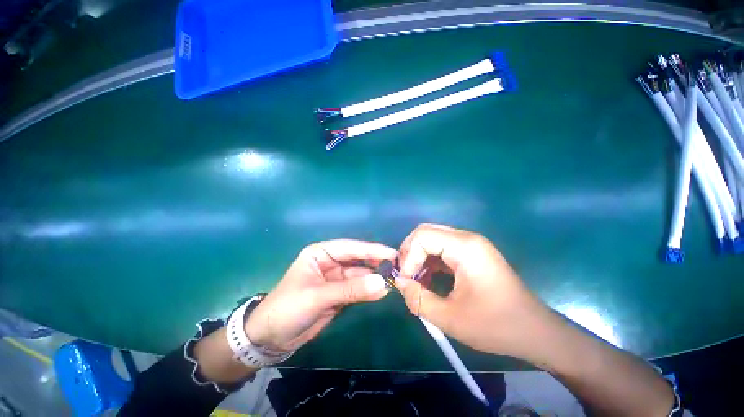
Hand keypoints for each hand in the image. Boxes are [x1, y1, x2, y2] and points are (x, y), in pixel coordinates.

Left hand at [245, 240, 395, 351]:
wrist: (271, 338)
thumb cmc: (288, 309)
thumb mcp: (318, 297)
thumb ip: (351, 290)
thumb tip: (383, 283)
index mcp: (321, 253)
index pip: (350, 248)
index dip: (371, 250)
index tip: (392, 253)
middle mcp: (330, 262)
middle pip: (358, 259)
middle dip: (376, 262)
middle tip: (398, 266)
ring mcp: (336, 278)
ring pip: (360, 275)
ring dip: (375, 278)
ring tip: (394, 279)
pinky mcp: (340, 293)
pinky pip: (358, 288)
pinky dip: (370, 290)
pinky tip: (383, 290)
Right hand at [395, 223, 545, 356]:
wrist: (536, 332)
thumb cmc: (496, 326)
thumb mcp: (450, 318)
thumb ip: (417, 299)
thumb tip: (399, 282)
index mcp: (465, 247)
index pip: (422, 236)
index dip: (408, 256)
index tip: (406, 281)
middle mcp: (467, 238)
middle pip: (426, 232)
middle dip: (410, 252)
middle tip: (406, 276)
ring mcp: (471, 244)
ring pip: (433, 239)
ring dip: (419, 257)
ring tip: (417, 281)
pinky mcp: (472, 253)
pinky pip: (443, 248)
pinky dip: (430, 261)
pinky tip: (430, 280)